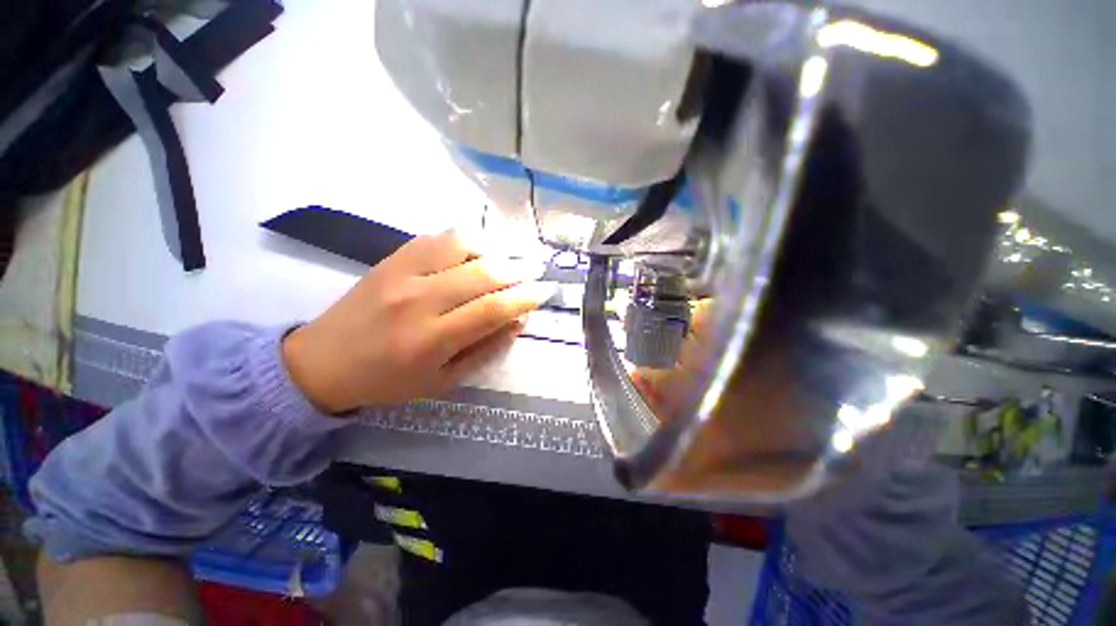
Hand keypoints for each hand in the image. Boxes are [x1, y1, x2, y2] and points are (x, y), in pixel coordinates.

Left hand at [282, 230, 554, 412]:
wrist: (322, 362)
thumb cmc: (388, 380)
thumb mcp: (443, 380)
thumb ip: (485, 349)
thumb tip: (518, 320)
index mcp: (432, 340)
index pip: (493, 309)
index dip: (526, 298)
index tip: (545, 291)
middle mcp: (419, 300)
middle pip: (483, 273)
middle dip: (520, 269)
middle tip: (538, 269)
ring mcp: (402, 273)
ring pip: (462, 245)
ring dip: (495, 248)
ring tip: (511, 258)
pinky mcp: (391, 259)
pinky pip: (437, 237)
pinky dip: (466, 239)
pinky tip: (479, 249)